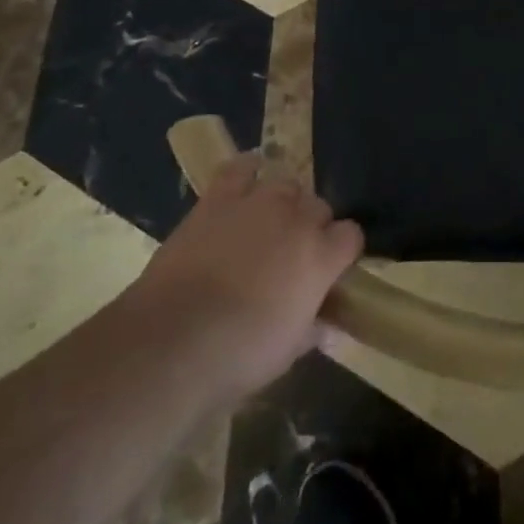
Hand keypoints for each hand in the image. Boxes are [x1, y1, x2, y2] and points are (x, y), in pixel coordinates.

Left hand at [133, 156, 363, 401]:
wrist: (172, 341)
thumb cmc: (239, 355)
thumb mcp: (288, 351)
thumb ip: (313, 328)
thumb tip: (326, 327)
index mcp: (321, 255)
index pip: (351, 235)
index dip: (341, 252)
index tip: (330, 271)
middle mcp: (297, 219)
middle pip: (319, 206)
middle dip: (312, 227)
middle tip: (292, 256)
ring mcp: (257, 203)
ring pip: (286, 184)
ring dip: (283, 203)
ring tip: (267, 225)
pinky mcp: (218, 199)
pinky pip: (240, 168)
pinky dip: (247, 170)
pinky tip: (246, 181)